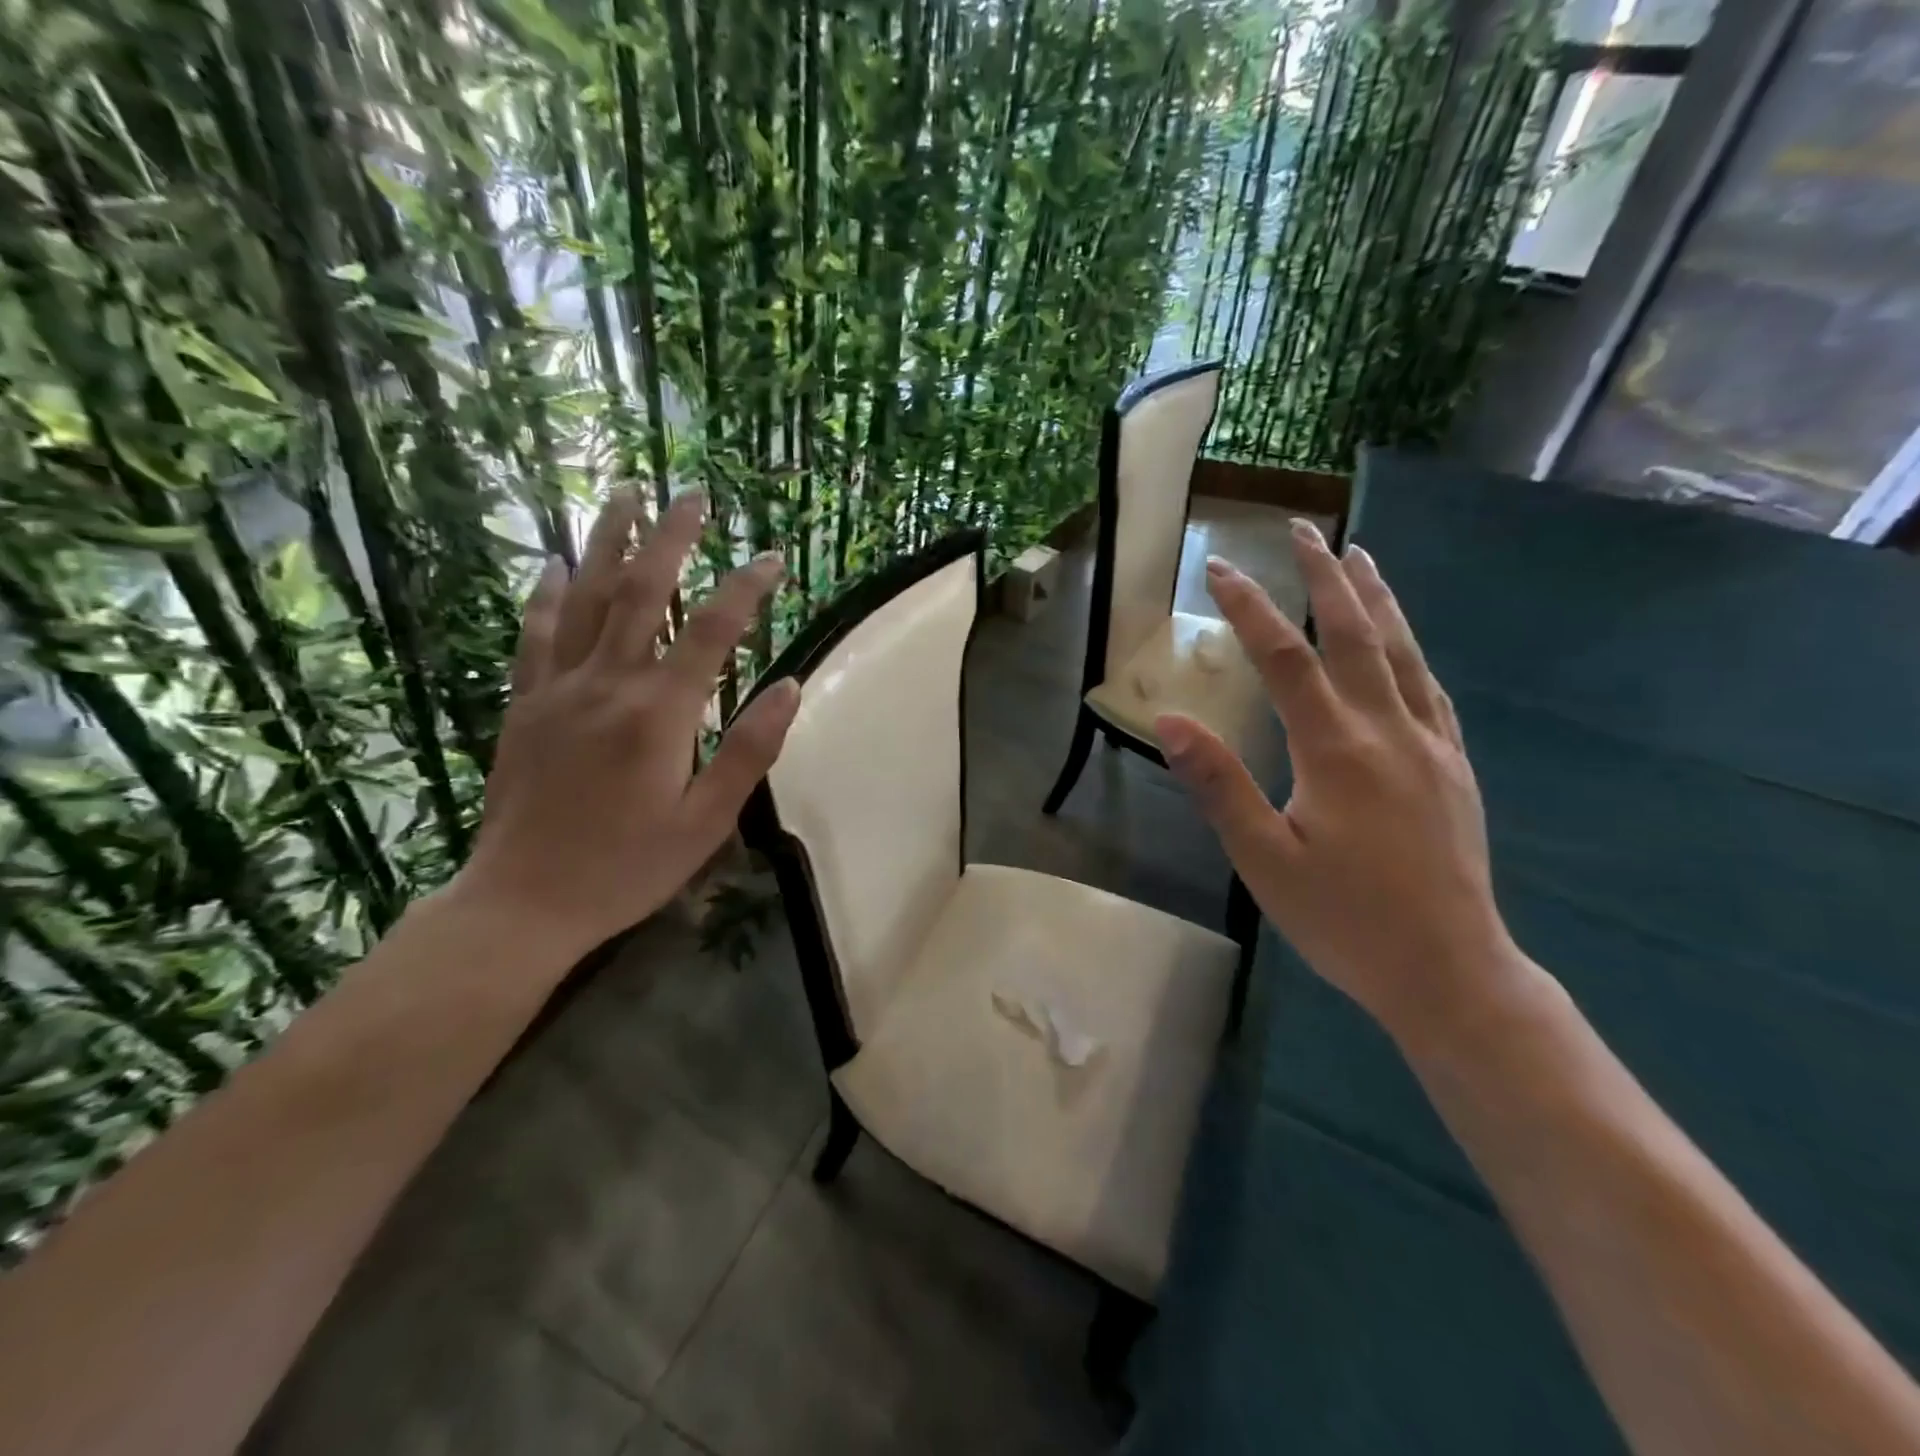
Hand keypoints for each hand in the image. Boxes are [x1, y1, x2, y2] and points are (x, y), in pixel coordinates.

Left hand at [452, 490, 798, 958]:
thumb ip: (751, 750)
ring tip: (623, 493)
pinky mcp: (524, 705)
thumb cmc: (627, 868)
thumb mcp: (708, 820)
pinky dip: (547, 595)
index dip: (746, 590)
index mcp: (659, 715)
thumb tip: (792, 686)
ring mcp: (558, 690)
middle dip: (671, 539)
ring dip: (607, 542)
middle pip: (643, 593)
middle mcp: (607, 685)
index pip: (713, 633)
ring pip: (585, 599)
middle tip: (692, 495)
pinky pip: (536, 636)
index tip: (772, 558)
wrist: (522, 903)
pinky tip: (554, 564)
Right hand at [1157, 519, 1523, 1043]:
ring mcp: (1431, 747)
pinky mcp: (1454, 768)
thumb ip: (1218, 785)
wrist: (1449, 971)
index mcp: (1336, 751)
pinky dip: (1411, 651)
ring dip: (1377, 599)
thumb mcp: (1263, 860)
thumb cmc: (1344, 920)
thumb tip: (1169, 720)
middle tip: (1303, 529)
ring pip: (1404, 653)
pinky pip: (1432, 691)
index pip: (1285, 659)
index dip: (1250, 609)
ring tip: (1358, 556)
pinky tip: (1403, 642)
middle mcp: (1388, 732)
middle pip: (1355, 636)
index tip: (1221, 567)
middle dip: (1323, 577)